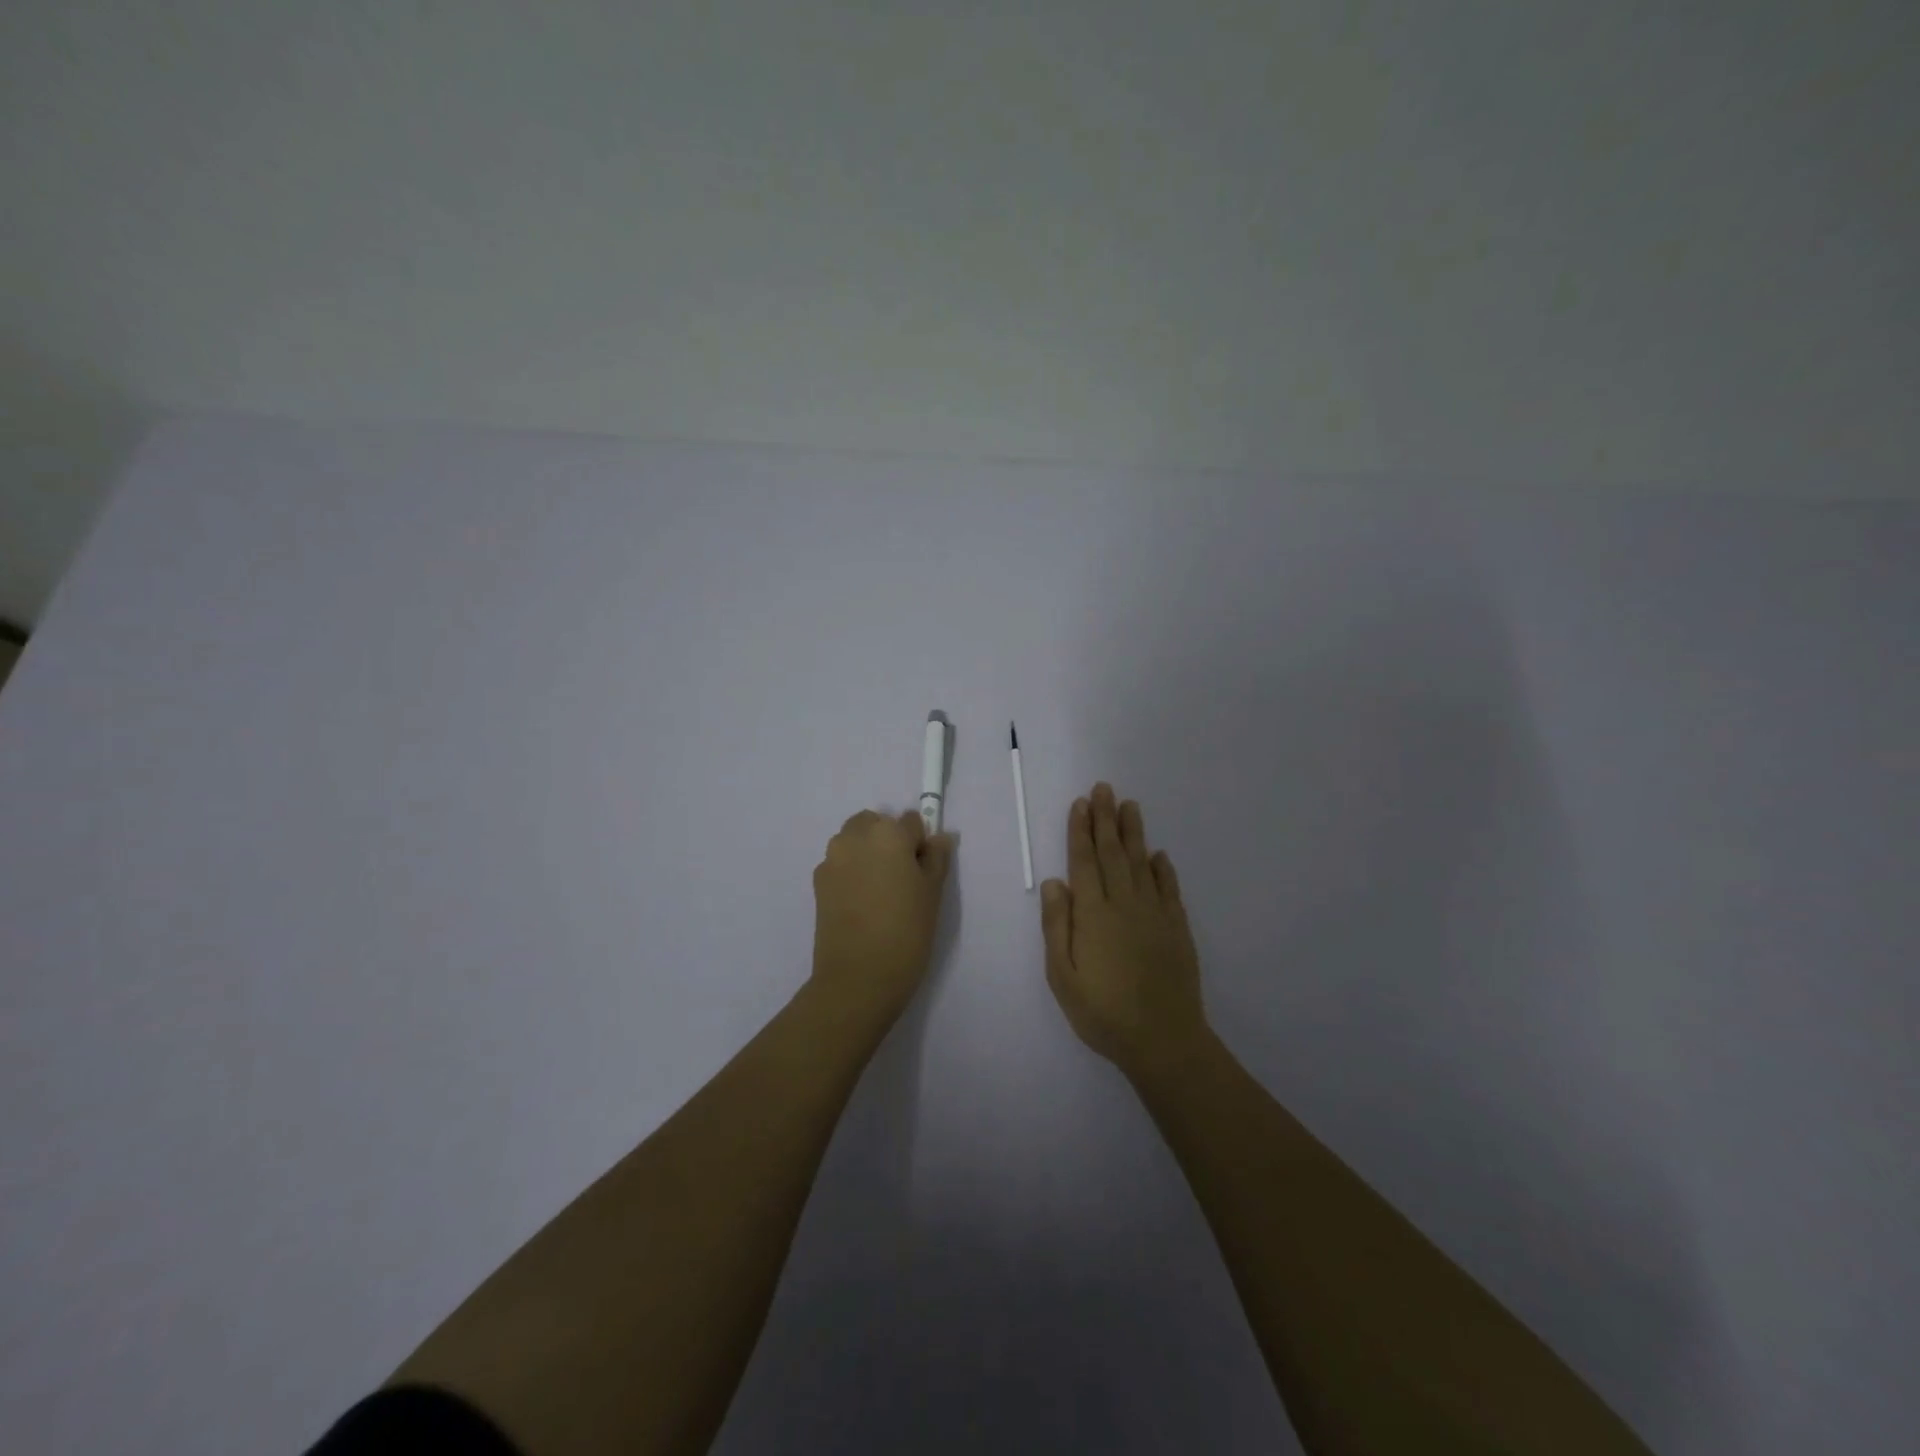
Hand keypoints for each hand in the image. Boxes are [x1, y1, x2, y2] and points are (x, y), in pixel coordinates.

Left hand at [810, 809, 954, 1018]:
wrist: (858, 977)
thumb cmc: (906, 931)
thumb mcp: (933, 893)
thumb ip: (936, 858)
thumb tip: (939, 838)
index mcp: (888, 833)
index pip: (911, 821)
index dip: (920, 844)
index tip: (922, 871)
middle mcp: (855, 836)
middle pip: (876, 824)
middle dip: (889, 841)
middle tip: (901, 878)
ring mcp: (832, 858)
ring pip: (854, 841)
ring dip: (867, 853)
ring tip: (879, 892)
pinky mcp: (817, 881)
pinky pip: (840, 863)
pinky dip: (851, 872)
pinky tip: (861, 904)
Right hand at [1040, 783, 1207, 1076]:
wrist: (1163, 1040)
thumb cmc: (1103, 1011)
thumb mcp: (1063, 976)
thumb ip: (1057, 926)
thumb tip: (1054, 882)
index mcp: (1093, 914)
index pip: (1084, 862)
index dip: (1080, 830)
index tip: (1081, 804)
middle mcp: (1124, 904)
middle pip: (1112, 853)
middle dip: (1106, 819)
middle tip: (1104, 789)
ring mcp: (1154, 914)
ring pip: (1141, 863)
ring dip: (1133, 833)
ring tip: (1130, 806)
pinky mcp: (1177, 928)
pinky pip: (1168, 888)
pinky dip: (1162, 868)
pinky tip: (1158, 855)